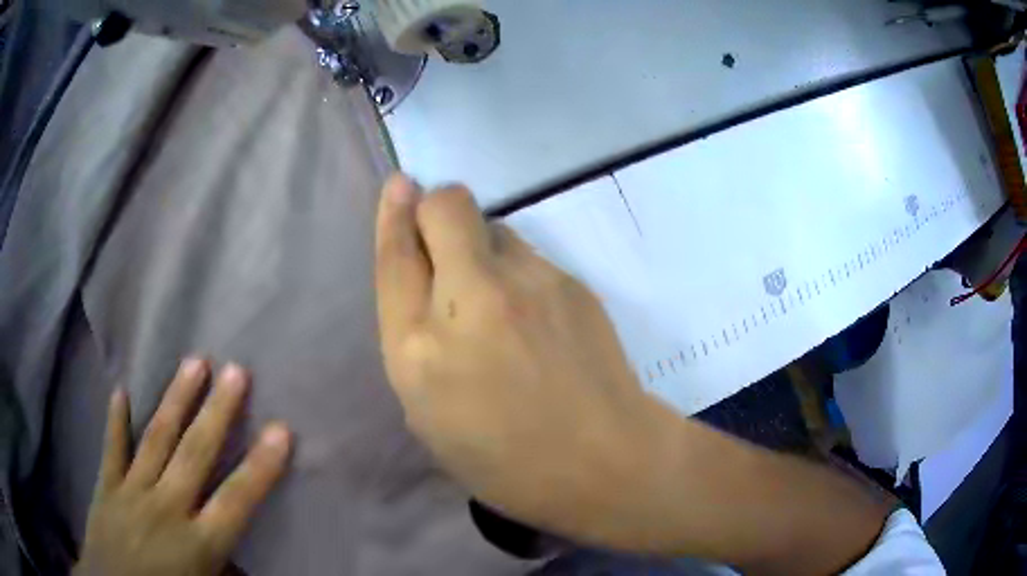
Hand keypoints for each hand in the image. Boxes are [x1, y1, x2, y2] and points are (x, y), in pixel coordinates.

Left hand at [75, 359, 291, 575]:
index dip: (261, 466)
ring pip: (156, 439)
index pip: (236, 500)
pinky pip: (113, 449)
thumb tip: (245, 560)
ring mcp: (132, 492)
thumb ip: (227, 571)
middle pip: (194, 454)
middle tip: (236, 370)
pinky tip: (121, 391)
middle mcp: (166, 509)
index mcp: (198, 544)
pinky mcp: (106, 486)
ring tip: (194, 362)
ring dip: (176, 400)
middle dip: (217, 411)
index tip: (281, 429)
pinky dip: (116, 420)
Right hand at [374, 175, 666, 546]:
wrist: (603, 460)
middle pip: (447, 206)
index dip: (393, 214)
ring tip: (498, 299)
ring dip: (480, 245)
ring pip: (493, 225)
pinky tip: (536, 315)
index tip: (399, 185)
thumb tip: (424, 281)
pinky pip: (528, 254)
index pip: (396, 257)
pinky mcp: (571, 281)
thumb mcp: (430, 417)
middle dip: (436, 209)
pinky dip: (517, 271)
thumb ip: (414, 343)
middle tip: (445, 245)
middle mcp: (470, 301)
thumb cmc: (505, 460)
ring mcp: (529, 283)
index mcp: (419, 350)